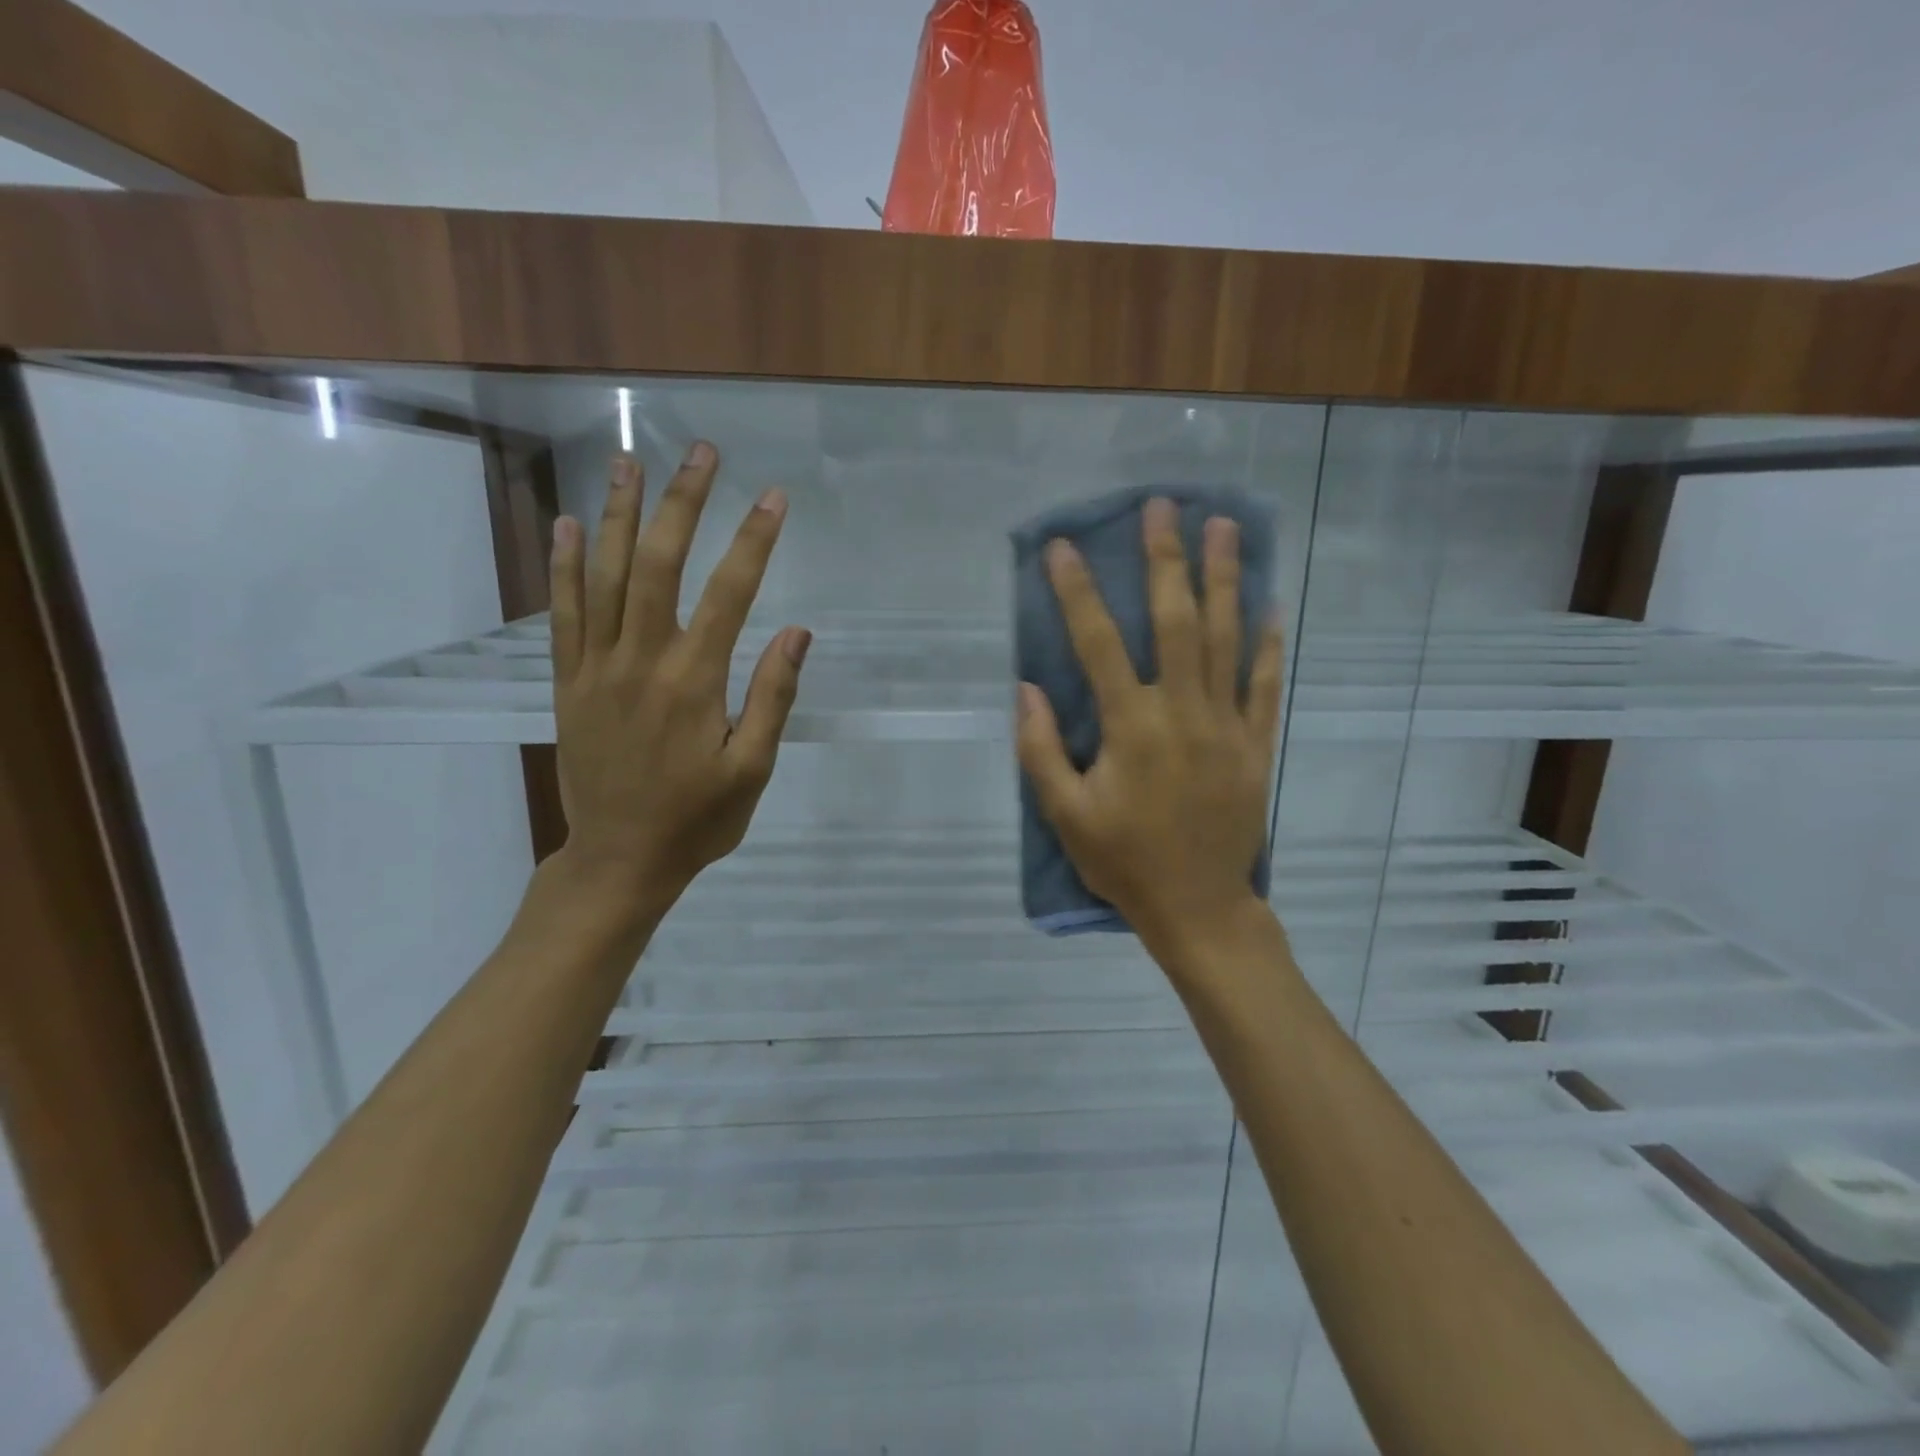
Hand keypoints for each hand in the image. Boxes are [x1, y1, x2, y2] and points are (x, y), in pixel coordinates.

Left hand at [547, 445, 809, 918]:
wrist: (618, 860)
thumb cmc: (697, 820)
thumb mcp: (751, 769)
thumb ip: (772, 697)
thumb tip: (796, 633)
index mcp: (694, 682)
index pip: (729, 594)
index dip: (753, 542)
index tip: (773, 498)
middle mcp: (641, 661)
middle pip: (659, 565)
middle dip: (683, 503)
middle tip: (701, 453)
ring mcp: (596, 668)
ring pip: (605, 576)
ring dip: (620, 515)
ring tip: (630, 462)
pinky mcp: (569, 682)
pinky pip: (563, 613)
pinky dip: (565, 566)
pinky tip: (570, 525)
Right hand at [1016, 497, 1282, 955]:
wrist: (1199, 907)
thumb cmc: (1124, 862)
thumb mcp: (1065, 815)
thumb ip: (1042, 750)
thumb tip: (1027, 689)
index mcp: (1131, 728)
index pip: (1099, 645)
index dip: (1078, 593)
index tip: (1063, 547)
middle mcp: (1182, 712)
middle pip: (1174, 622)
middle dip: (1165, 560)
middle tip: (1163, 507)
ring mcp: (1227, 725)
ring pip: (1225, 638)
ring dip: (1223, 579)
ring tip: (1223, 527)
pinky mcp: (1255, 744)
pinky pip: (1264, 683)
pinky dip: (1267, 643)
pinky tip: (1269, 604)